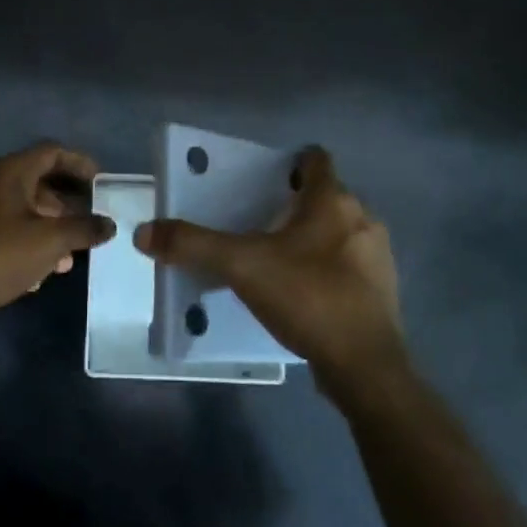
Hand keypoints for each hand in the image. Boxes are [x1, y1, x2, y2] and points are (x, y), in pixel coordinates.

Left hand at [0, 142, 116, 328]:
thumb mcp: (50, 242)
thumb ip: (83, 229)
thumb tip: (108, 224)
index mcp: (10, 172)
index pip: (51, 152)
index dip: (79, 163)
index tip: (101, 182)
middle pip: (38, 181)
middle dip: (67, 203)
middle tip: (90, 222)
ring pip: (23, 208)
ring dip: (50, 227)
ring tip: (71, 255)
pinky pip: (7, 227)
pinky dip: (29, 240)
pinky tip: (42, 270)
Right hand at [134, 147, 405, 397]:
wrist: (365, 366)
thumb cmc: (307, 297)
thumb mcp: (241, 266)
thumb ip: (194, 245)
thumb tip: (145, 232)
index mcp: (332, 201)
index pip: (316, 159)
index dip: (292, 162)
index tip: (265, 177)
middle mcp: (362, 219)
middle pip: (327, 196)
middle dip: (296, 203)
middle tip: (259, 220)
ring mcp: (377, 256)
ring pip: (341, 231)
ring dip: (314, 237)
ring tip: (278, 258)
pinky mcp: (381, 291)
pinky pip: (349, 265)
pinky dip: (328, 268)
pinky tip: (303, 292)